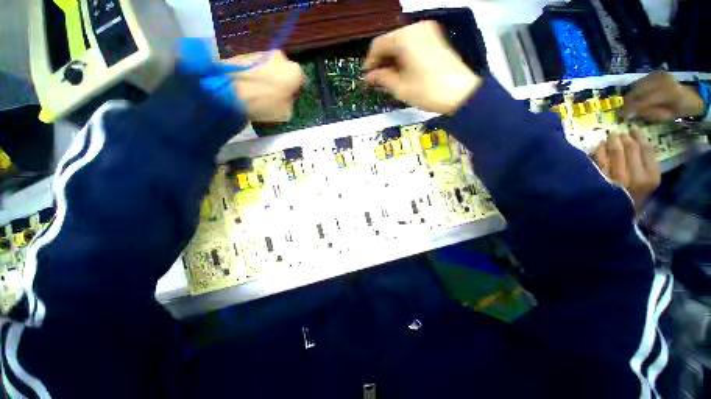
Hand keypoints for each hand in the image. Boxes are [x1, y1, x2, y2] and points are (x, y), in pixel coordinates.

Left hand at [225, 51, 305, 122]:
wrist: (227, 90)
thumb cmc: (263, 103)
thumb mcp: (286, 112)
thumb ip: (290, 102)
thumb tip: (286, 97)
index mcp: (294, 71)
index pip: (303, 80)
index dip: (298, 91)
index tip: (294, 98)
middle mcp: (281, 57)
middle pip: (287, 71)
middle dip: (284, 81)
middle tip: (278, 94)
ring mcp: (263, 52)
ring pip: (272, 67)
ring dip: (271, 76)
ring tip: (262, 90)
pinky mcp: (247, 53)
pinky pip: (259, 66)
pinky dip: (259, 74)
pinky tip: (252, 85)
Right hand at [363, 21, 481, 114]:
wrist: (460, 93)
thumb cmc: (428, 91)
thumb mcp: (400, 88)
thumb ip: (382, 79)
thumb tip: (369, 77)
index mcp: (405, 38)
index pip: (378, 45)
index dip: (370, 61)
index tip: (368, 76)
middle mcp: (416, 29)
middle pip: (390, 42)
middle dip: (382, 61)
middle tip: (378, 79)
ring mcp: (427, 32)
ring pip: (401, 43)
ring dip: (392, 60)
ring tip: (390, 78)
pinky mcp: (434, 39)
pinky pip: (412, 44)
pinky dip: (404, 57)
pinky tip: (402, 71)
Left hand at [593, 129, 660, 210]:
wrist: (614, 215)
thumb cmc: (632, 198)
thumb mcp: (647, 183)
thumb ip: (644, 165)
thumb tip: (635, 142)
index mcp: (651, 177)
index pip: (647, 150)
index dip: (639, 136)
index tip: (633, 129)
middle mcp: (636, 176)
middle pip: (630, 148)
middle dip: (624, 137)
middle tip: (618, 132)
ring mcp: (617, 178)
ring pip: (615, 151)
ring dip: (612, 141)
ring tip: (609, 136)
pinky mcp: (600, 180)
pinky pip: (599, 159)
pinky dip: (599, 150)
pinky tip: (598, 146)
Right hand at [620, 71, 704, 121]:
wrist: (690, 96)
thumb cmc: (678, 110)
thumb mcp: (665, 116)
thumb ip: (649, 113)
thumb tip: (631, 113)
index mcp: (667, 93)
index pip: (643, 101)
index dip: (630, 108)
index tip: (619, 116)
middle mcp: (661, 80)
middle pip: (637, 90)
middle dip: (627, 101)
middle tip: (621, 110)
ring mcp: (658, 74)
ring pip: (636, 85)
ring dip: (631, 95)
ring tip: (629, 104)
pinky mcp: (655, 72)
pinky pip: (640, 82)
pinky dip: (635, 89)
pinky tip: (636, 96)